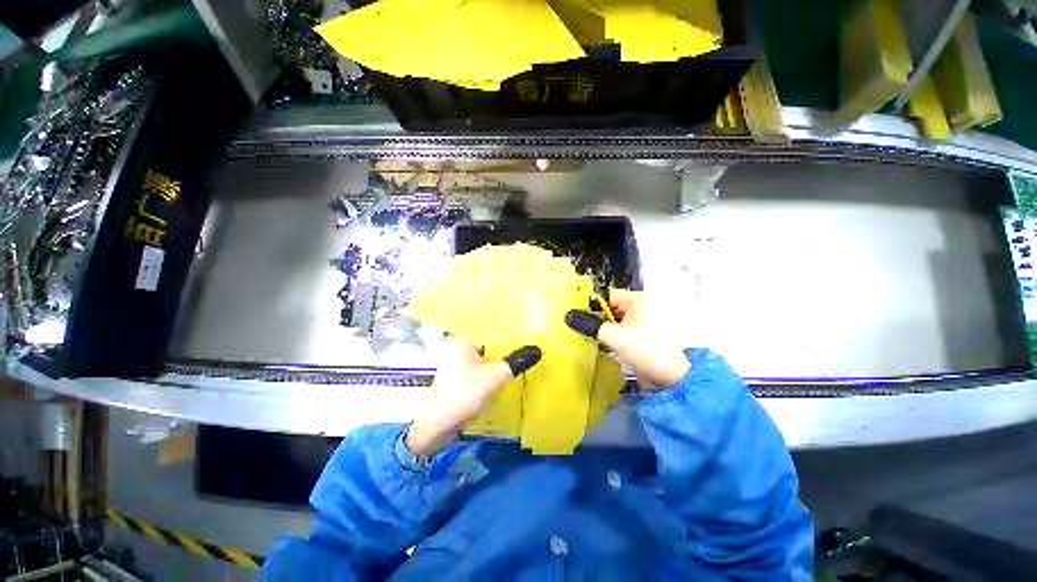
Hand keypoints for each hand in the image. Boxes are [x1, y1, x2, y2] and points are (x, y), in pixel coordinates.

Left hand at [406, 338, 540, 455]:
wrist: (438, 425)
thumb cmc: (466, 393)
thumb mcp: (496, 376)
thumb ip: (516, 361)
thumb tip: (537, 349)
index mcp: (463, 342)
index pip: (489, 331)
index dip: (508, 334)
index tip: (525, 335)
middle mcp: (457, 350)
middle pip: (487, 345)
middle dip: (504, 349)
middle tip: (525, 348)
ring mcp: (455, 366)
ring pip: (483, 359)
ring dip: (498, 361)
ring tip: (518, 360)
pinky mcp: (457, 380)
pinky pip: (478, 370)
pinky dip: (490, 372)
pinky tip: (503, 376)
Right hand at [566, 288, 689, 390]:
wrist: (673, 379)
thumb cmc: (646, 349)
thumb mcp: (614, 336)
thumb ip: (590, 325)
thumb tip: (569, 316)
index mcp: (638, 300)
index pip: (608, 295)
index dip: (591, 302)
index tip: (575, 312)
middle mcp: (641, 308)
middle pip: (610, 308)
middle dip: (595, 317)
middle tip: (577, 324)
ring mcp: (642, 324)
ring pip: (614, 322)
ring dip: (602, 328)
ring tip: (584, 335)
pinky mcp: (641, 338)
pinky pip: (620, 332)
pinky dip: (610, 337)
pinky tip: (598, 344)